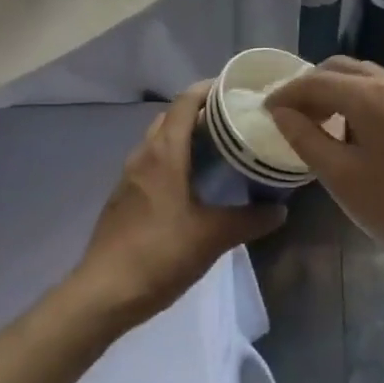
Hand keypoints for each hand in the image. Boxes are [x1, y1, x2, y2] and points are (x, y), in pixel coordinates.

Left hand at [70, 83, 286, 331]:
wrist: (103, 293)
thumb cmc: (159, 254)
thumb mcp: (212, 237)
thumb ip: (249, 220)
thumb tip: (280, 209)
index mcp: (164, 153)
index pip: (186, 102)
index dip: (210, 89)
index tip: (237, 89)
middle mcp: (144, 154)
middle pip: (172, 117)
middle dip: (202, 112)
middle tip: (235, 122)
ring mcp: (130, 175)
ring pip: (160, 140)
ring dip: (186, 136)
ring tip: (220, 150)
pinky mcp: (124, 196)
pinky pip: (152, 162)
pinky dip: (174, 158)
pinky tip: (194, 183)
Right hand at [268, 57, 383, 280]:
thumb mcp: (341, 177)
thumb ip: (305, 138)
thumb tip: (281, 113)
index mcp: (370, 94)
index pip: (316, 81)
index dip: (287, 93)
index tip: (265, 110)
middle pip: (340, 69)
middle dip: (311, 85)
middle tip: (290, 115)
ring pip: (363, 76)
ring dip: (335, 90)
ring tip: (317, 122)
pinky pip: (382, 90)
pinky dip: (357, 98)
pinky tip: (353, 130)